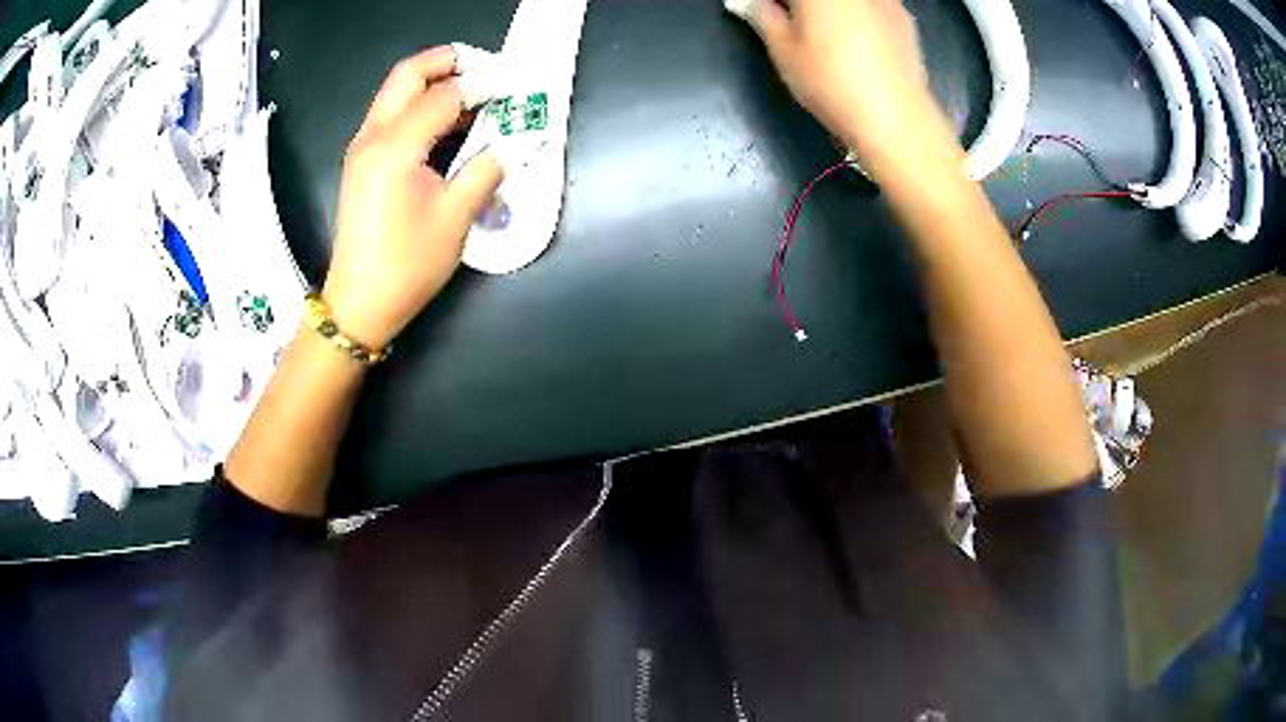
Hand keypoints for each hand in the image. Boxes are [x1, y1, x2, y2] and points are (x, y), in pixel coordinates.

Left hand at [322, 46, 502, 349]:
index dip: (480, 86)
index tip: (512, 90)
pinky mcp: (360, 161)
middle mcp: (372, 137)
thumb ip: (486, 169)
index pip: (442, 95)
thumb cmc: (407, 265)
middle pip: (407, 74)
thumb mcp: (456, 218)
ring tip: (473, 94)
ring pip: (395, 91)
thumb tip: (511, 142)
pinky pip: (390, 115)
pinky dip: (419, 105)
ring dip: (433, 81)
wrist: (359, 303)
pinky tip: (446, 123)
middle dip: (448, 61)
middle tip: (485, 69)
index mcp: (395, 148)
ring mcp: (361, 147)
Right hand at [737, 0, 956, 175]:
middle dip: (799, 4)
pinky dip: (855, 12)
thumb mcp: (783, 51)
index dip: (771, 4)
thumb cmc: (831, 83)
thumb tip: (751, 3)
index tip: (763, 12)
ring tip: (821, 31)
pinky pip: (869, 4)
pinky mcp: (902, 15)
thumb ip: (762, 15)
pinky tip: (853, 38)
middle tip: (786, 19)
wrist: (896, 119)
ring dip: (828, 8)